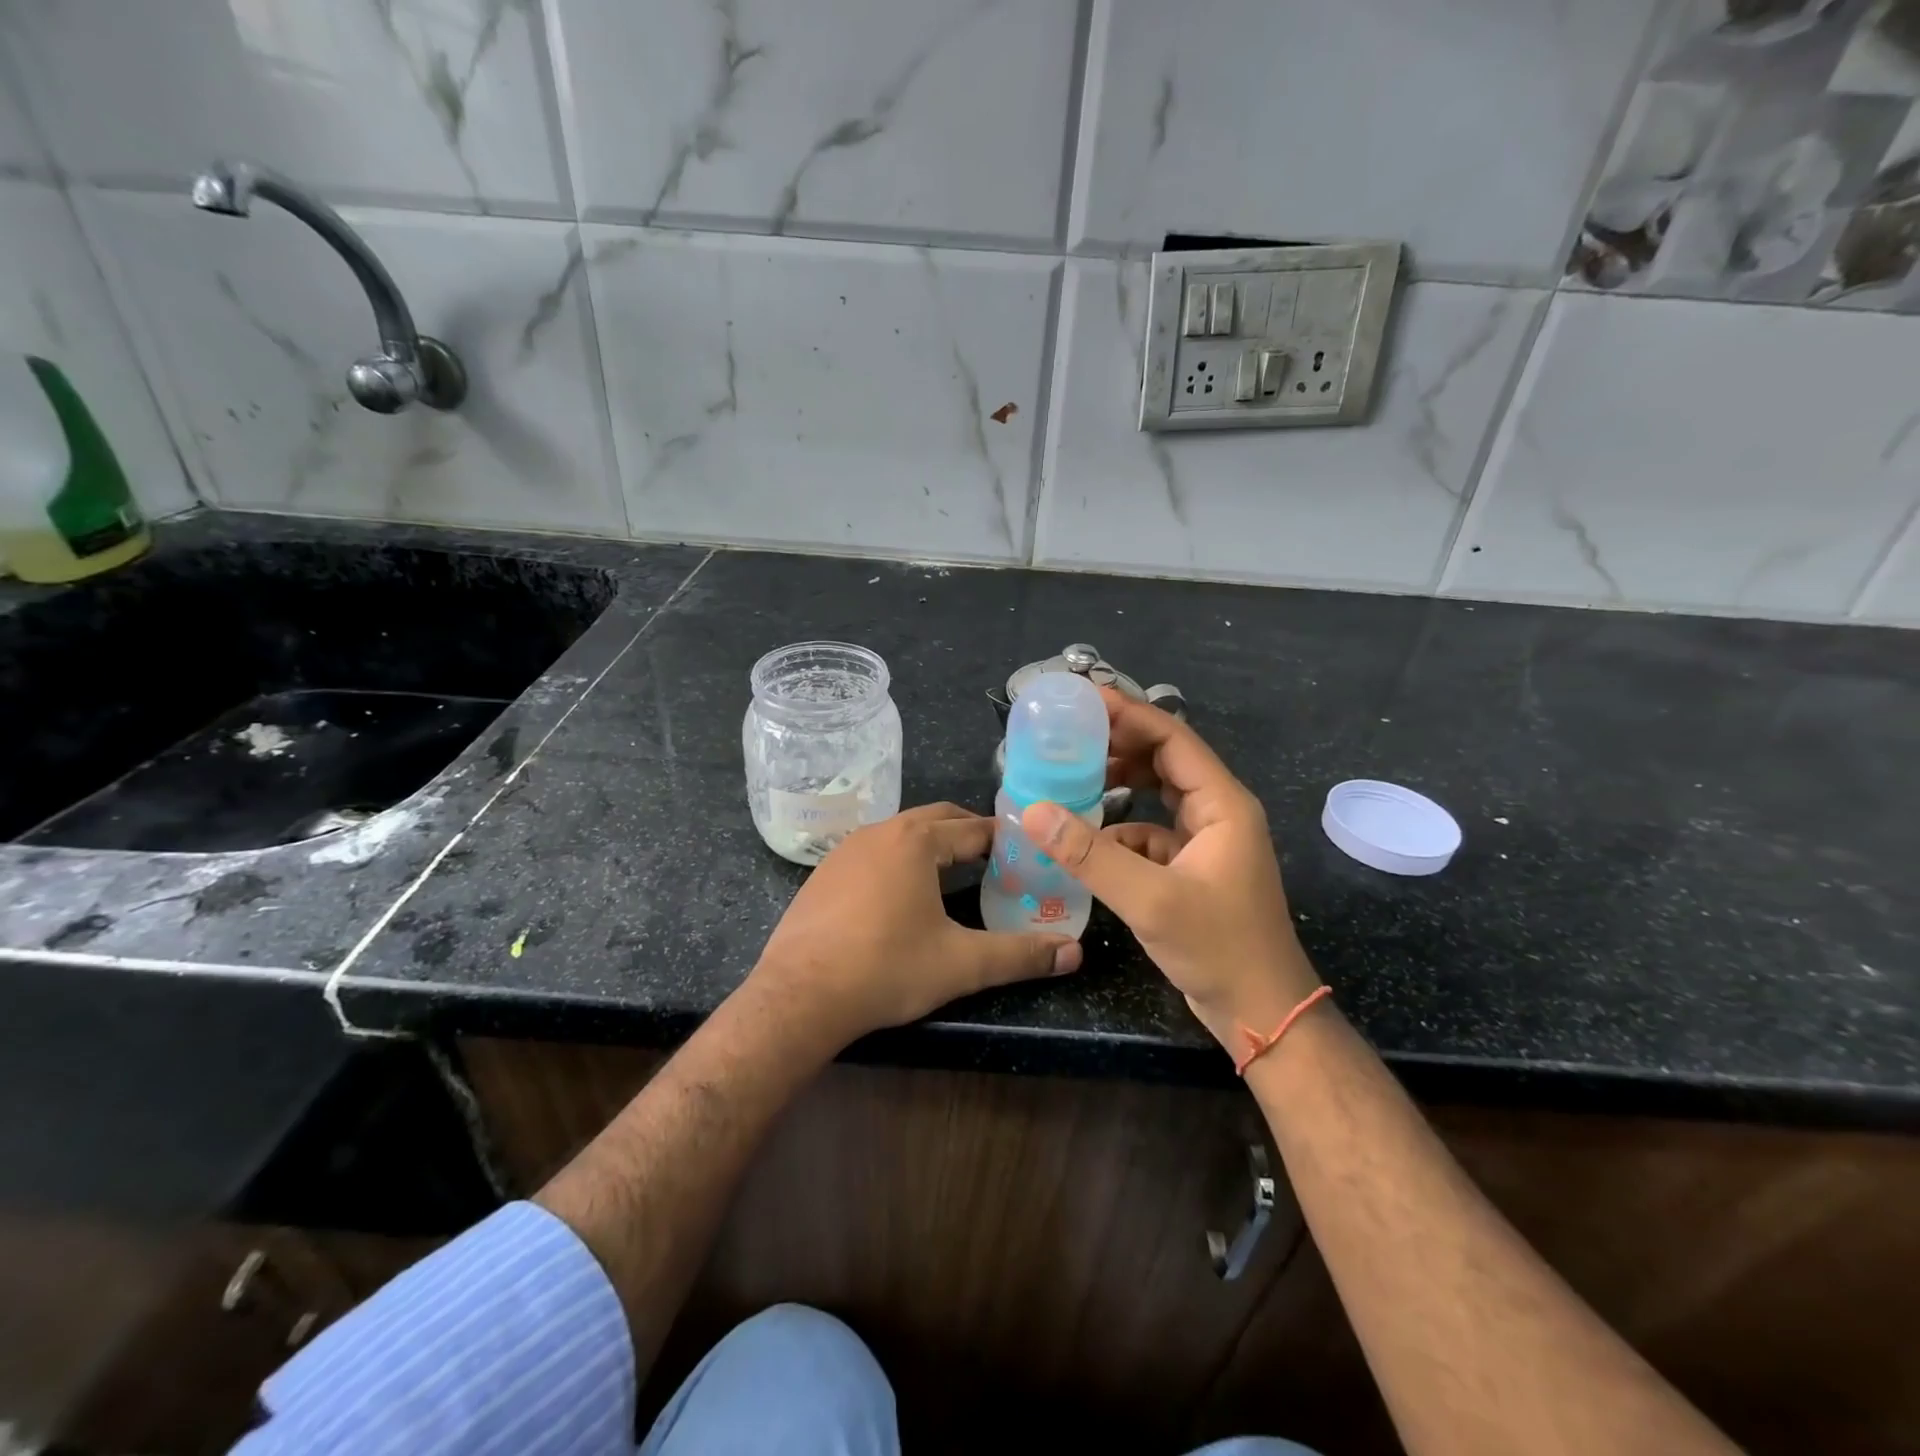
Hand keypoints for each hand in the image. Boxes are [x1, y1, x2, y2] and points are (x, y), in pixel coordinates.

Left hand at [748, 803, 1081, 1048]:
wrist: (799, 995)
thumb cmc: (887, 969)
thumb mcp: (961, 964)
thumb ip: (1020, 956)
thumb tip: (1074, 954)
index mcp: (917, 842)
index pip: (974, 829)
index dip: (1005, 839)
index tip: (1027, 853)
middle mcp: (881, 832)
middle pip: (936, 819)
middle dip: (968, 832)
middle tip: (996, 859)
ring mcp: (846, 849)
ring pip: (901, 833)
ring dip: (931, 844)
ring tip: (954, 873)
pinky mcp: (823, 873)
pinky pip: (873, 852)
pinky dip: (898, 860)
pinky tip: (901, 895)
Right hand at [1021, 692, 1317, 1050]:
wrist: (1261, 1012)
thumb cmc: (1218, 948)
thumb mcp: (1150, 899)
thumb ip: (1090, 855)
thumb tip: (1032, 812)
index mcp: (1221, 804)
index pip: (1173, 738)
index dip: (1129, 714)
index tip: (1084, 700)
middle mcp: (1218, 812)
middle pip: (1165, 759)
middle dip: (1120, 743)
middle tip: (1069, 734)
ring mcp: (1207, 841)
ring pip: (1159, 794)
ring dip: (1121, 784)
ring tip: (1073, 776)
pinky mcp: (1192, 867)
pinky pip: (1152, 831)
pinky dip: (1122, 829)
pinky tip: (1090, 840)